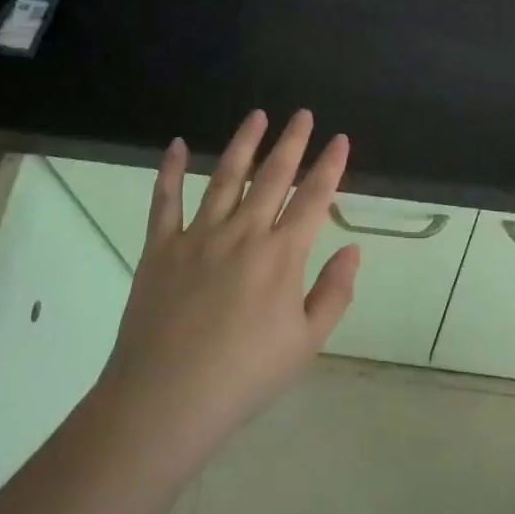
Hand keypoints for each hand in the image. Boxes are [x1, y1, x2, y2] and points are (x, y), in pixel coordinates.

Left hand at [97, 109, 358, 460]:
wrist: (167, 399)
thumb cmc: (244, 376)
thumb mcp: (306, 344)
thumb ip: (333, 293)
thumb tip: (353, 249)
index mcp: (281, 255)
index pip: (314, 198)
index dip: (330, 166)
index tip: (339, 139)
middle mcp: (243, 232)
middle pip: (273, 176)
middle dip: (292, 142)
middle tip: (303, 114)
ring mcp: (199, 235)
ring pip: (225, 176)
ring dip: (243, 143)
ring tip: (257, 115)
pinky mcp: (161, 246)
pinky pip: (165, 199)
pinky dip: (169, 170)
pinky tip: (175, 144)